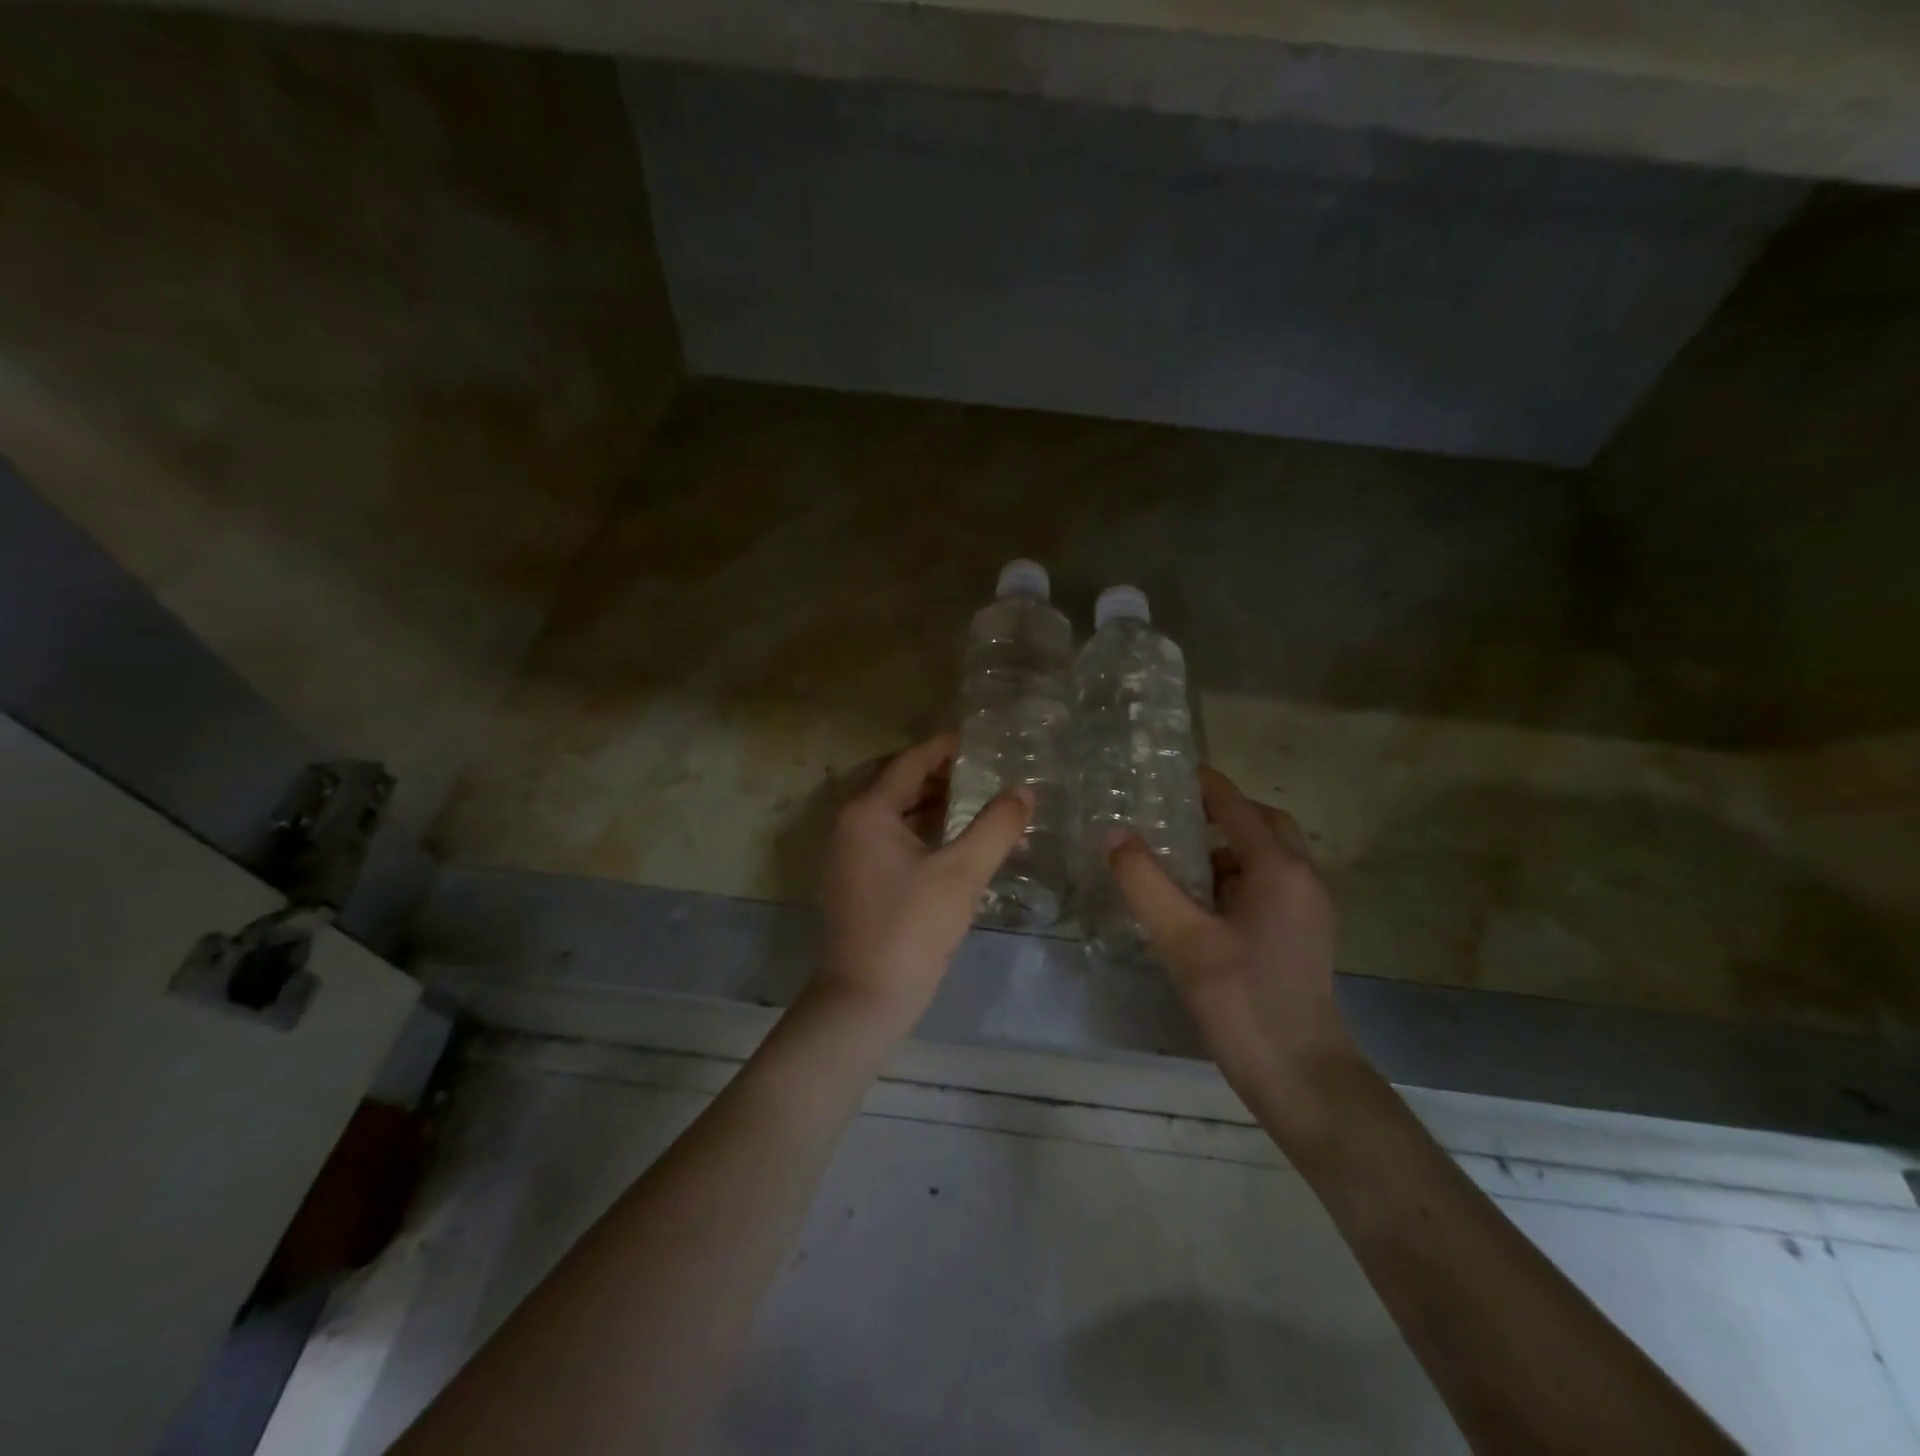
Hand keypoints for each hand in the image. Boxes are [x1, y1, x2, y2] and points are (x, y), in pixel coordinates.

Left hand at [817, 734, 1032, 1037]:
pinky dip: (915, 828)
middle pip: (895, 782)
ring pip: (890, 811)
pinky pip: (885, 836)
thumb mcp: (963, 872)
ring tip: (970, 800)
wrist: (865, 996)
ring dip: (926, 801)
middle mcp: (849, 824)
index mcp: (868, 811)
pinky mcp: (852, 879)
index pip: (909, 762)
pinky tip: (947, 840)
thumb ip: (996, 826)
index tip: (976, 740)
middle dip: (935, 773)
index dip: (943, 748)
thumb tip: (1024, 792)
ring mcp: (846, 854)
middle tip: (978, 770)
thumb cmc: (913, 926)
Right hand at [1108, 767, 1352, 1114]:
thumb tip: (1114, 834)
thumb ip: (1145, 882)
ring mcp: (1309, 908)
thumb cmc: (1241, 1001)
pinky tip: (1202, 900)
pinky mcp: (1304, 933)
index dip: (1206, 785)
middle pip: (1264, 824)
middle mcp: (1302, 879)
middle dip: (1224, 812)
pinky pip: (1271, 883)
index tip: (1172, 769)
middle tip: (1176, 814)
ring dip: (1230, 846)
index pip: (1237, 808)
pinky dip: (1238, 875)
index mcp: (1278, 870)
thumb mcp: (1182, 939)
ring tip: (1179, 857)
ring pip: (1269, 855)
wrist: (1301, 1076)